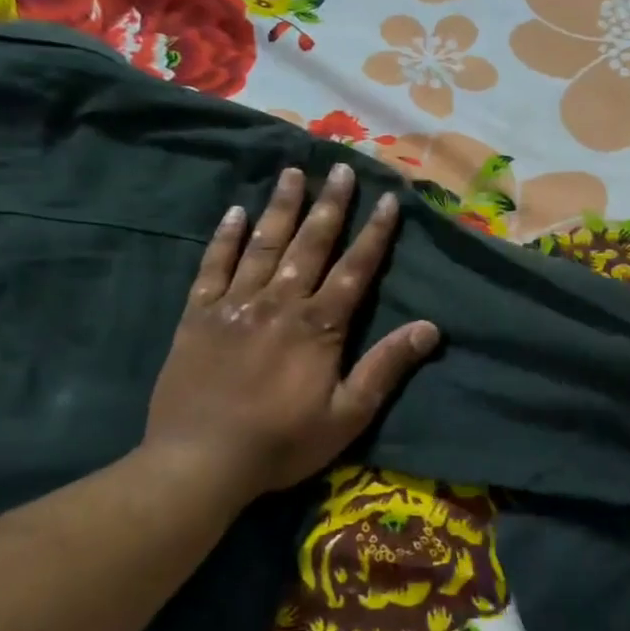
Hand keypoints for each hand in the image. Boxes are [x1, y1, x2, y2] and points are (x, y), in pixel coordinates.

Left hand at [144, 165, 438, 496]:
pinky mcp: (199, 316)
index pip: (355, 269)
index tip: (388, 199)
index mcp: (319, 327)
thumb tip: (430, 328)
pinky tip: (236, 212)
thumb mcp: (348, 415)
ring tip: (293, 172)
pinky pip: (213, 266)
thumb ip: (386, 367)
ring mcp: (235, 305)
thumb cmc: (282, 444)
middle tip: (342, 168)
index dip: (375, 233)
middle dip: (330, 205)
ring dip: (282, 207)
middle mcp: (279, 303)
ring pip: (264, 245)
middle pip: (311, 245)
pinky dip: (226, 238)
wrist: (200, 462)